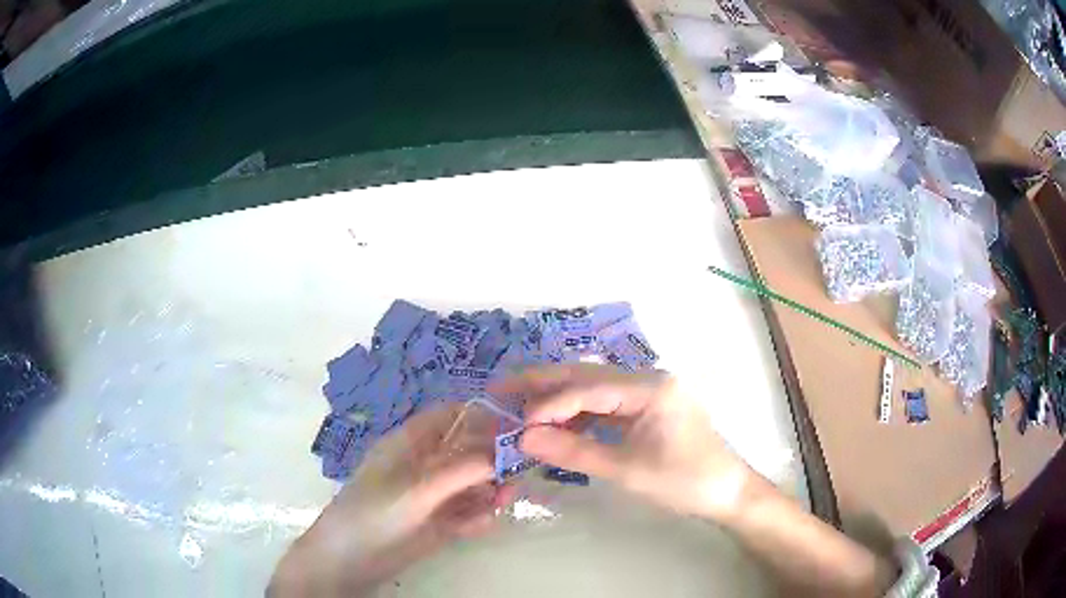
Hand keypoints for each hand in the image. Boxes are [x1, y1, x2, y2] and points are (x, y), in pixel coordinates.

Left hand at [269, 405, 513, 596]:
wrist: (352, 558)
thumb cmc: (376, 511)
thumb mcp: (417, 487)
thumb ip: (461, 470)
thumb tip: (503, 452)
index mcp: (413, 442)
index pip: (453, 416)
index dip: (484, 415)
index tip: (517, 425)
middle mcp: (427, 463)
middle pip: (470, 450)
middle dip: (494, 458)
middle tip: (518, 471)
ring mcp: (434, 493)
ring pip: (474, 483)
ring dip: (492, 489)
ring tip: (505, 499)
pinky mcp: (440, 521)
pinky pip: (469, 511)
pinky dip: (479, 515)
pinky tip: (481, 525)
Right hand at [491, 364, 753, 521]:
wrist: (726, 492)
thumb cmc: (683, 482)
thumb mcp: (626, 470)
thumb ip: (574, 451)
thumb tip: (523, 438)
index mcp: (651, 387)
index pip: (589, 388)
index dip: (549, 403)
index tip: (515, 421)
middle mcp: (650, 378)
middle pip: (588, 375)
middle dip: (544, 383)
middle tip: (501, 388)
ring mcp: (649, 391)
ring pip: (594, 387)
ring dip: (558, 397)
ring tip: (520, 405)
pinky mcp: (648, 406)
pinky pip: (606, 403)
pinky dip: (578, 412)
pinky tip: (555, 422)